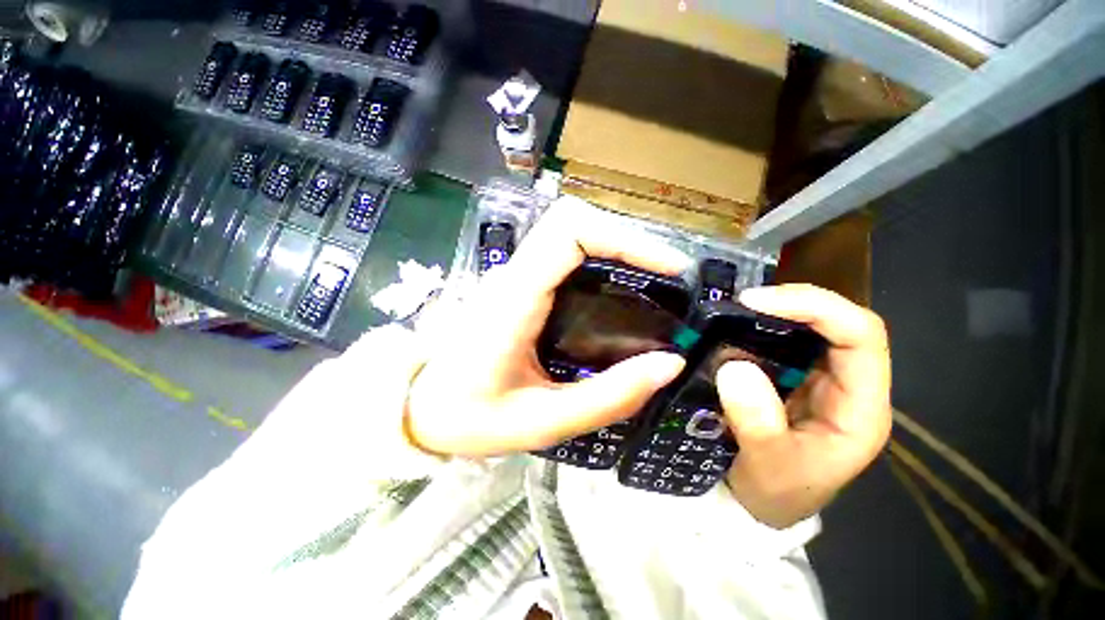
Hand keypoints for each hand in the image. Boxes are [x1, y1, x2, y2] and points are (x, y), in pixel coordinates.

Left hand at [406, 198, 690, 456]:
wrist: (419, 408)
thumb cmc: (470, 417)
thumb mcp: (543, 422)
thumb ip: (607, 398)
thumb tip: (669, 364)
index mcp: (515, 299)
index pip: (569, 233)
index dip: (624, 238)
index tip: (667, 268)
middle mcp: (513, 275)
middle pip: (573, 223)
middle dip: (626, 240)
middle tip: (664, 277)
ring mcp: (514, 277)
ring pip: (569, 235)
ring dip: (615, 249)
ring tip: (652, 283)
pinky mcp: (518, 288)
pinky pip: (563, 257)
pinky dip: (599, 262)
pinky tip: (618, 293)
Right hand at [719, 284, 890, 528]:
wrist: (764, 502)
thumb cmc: (776, 491)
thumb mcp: (766, 466)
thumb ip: (756, 422)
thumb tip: (735, 367)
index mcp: (860, 408)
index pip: (861, 337)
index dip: (816, 309)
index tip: (758, 303)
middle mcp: (848, 385)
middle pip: (839, 323)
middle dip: (793, 302)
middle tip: (741, 300)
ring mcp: (821, 380)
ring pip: (812, 328)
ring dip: (775, 312)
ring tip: (734, 310)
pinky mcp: (794, 378)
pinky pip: (783, 341)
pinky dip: (759, 327)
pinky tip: (734, 328)